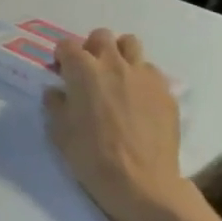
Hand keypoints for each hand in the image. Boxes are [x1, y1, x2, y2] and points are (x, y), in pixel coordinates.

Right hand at [43, 29, 192, 220]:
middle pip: (101, 36)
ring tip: (116, 78)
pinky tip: (138, 100)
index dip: (61, 57)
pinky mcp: (165, 92)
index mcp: (83, 71)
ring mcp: (143, 76)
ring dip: (120, 55)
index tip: (61, 72)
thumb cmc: (92, 156)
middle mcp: (114, 64)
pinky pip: (151, 72)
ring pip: (131, 45)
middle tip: (89, 71)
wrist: (142, 184)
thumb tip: (57, 92)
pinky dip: (141, 78)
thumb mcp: (59, 131)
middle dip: (91, 48)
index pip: (67, 46)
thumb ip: (56, 104)